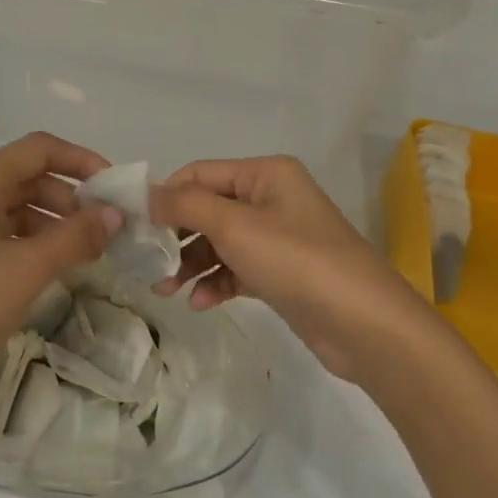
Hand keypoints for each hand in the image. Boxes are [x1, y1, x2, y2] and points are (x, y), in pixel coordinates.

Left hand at [0, 133, 121, 404]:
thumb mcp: (27, 269)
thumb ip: (75, 236)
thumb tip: (113, 215)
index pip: (40, 149)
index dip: (82, 161)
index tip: (114, 188)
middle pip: (24, 174)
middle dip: (68, 196)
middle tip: (103, 228)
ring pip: (8, 203)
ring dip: (48, 219)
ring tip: (81, 251)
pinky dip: (23, 237)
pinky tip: (44, 265)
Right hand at [150, 156, 431, 379]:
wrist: (363, 324)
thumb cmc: (296, 260)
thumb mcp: (234, 226)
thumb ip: (186, 205)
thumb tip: (147, 194)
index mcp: (265, 174)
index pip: (200, 174)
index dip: (166, 196)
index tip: (134, 225)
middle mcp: (271, 199)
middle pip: (207, 209)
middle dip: (176, 236)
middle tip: (146, 262)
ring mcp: (277, 237)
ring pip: (219, 243)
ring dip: (191, 264)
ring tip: (166, 290)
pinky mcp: (280, 273)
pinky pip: (236, 269)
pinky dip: (216, 282)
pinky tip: (201, 303)